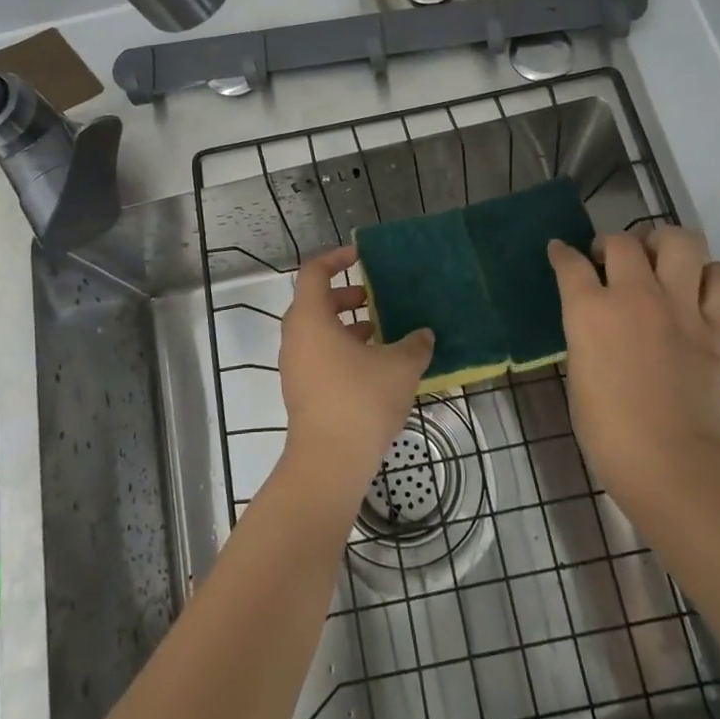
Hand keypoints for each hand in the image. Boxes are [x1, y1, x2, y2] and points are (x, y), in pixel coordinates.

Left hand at [277, 246, 433, 502]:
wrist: (329, 461)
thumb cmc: (360, 400)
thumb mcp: (400, 366)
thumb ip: (414, 344)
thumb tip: (424, 335)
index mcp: (311, 318)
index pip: (314, 272)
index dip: (336, 258)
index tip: (360, 256)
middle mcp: (296, 337)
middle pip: (315, 302)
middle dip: (346, 296)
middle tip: (374, 298)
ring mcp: (295, 366)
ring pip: (318, 331)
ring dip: (346, 326)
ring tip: (381, 332)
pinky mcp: (301, 390)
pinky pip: (319, 355)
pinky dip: (341, 349)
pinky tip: (374, 366)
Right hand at [547, 228, 719, 519]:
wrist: (672, 465)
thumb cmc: (609, 432)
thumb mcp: (579, 374)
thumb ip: (587, 335)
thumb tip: (596, 322)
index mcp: (590, 311)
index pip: (570, 264)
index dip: (561, 254)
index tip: (560, 252)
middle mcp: (635, 296)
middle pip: (622, 242)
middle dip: (610, 245)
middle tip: (610, 263)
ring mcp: (680, 308)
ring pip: (680, 241)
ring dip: (664, 244)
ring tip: (657, 260)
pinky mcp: (716, 327)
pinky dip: (713, 276)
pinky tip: (698, 289)